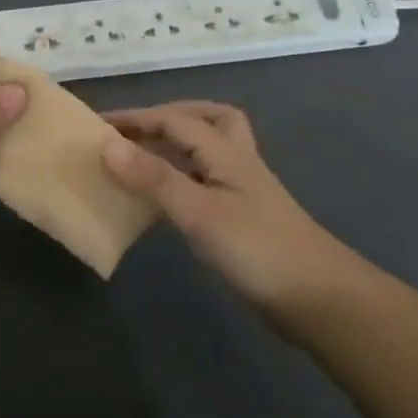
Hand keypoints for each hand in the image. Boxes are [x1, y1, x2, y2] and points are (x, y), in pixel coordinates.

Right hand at [102, 101, 354, 320]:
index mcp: (226, 151)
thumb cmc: (257, 249)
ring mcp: (243, 191)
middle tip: (133, 132)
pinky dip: (183, 179)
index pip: (174, 119)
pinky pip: (205, 182)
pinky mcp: (243, 219)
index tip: (97, 124)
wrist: (320, 300)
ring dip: (178, 146)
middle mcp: (236, 162)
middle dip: (169, 117)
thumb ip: (154, 178)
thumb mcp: (199, 212)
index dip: (135, 118)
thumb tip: (108, 145)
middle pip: (207, 120)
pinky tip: (165, 201)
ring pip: (209, 151)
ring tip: (143, 159)